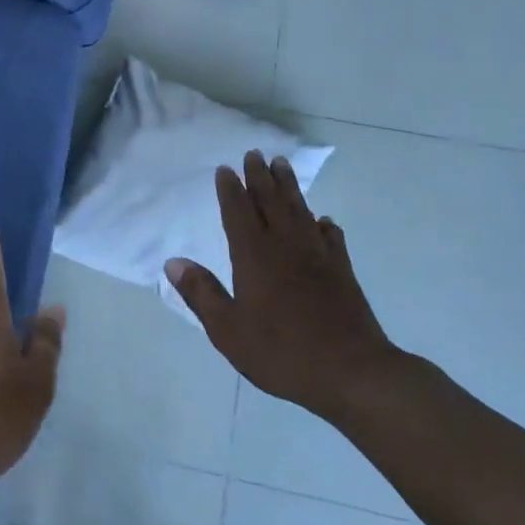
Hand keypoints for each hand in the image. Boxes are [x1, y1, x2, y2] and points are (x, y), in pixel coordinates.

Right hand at [165, 151, 400, 424]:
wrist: (351, 371)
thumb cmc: (281, 352)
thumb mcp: (228, 330)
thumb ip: (201, 293)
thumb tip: (172, 262)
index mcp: (254, 257)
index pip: (238, 213)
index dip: (230, 190)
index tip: (225, 168)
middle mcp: (285, 246)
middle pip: (270, 202)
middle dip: (260, 177)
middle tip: (254, 153)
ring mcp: (317, 255)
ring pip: (300, 210)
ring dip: (289, 187)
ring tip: (282, 165)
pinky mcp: (342, 270)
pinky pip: (330, 236)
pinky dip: (324, 224)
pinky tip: (322, 220)